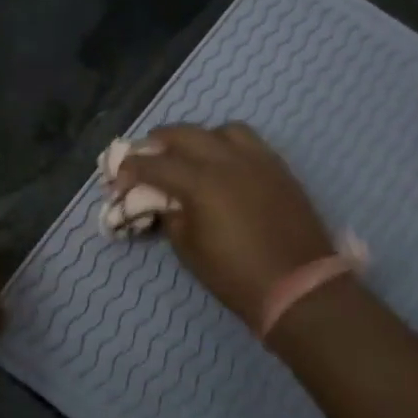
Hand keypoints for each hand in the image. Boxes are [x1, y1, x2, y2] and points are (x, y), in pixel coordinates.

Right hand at [113, 124, 336, 326]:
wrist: (299, 287)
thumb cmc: (236, 276)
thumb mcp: (189, 250)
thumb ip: (171, 216)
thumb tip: (164, 201)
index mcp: (200, 182)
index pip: (154, 164)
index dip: (131, 169)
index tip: (118, 178)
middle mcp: (227, 160)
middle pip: (184, 134)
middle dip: (158, 142)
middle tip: (146, 155)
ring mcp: (257, 160)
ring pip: (221, 130)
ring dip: (198, 138)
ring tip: (189, 155)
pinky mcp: (278, 167)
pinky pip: (248, 142)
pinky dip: (227, 145)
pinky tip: (223, 164)